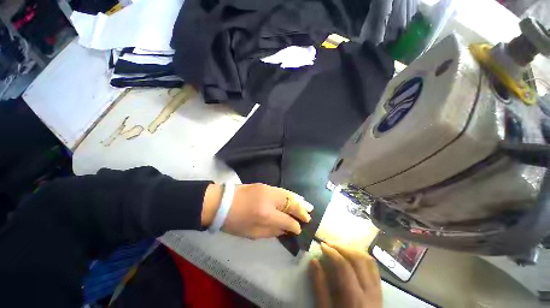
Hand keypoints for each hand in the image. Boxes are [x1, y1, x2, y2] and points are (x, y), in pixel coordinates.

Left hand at [202, 183, 313, 238]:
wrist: (222, 202)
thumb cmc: (235, 222)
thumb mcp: (252, 233)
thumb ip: (272, 231)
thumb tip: (286, 230)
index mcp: (266, 215)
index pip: (287, 221)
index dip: (295, 226)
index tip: (299, 229)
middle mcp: (270, 200)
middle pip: (291, 205)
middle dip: (301, 212)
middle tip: (309, 217)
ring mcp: (268, 190)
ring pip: (289, 195)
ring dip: (299, 201)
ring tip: (308, 206)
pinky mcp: (265, 185)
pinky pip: (282, 190)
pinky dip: (291, 195)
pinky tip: (296, 197)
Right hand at [310, 242, 381, 307]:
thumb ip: (320, 286)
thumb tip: (313, 261)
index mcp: (355, 299)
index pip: (344, 266)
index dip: (332, 252)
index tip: (321, 245)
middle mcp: (371, 292)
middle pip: (359, 259)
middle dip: (342, 247)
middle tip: (329, 244)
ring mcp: (378, 291)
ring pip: (369, 261)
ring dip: (353, 249)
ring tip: (339, 247)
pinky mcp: (380, 291)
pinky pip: (374, 268)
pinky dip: (362, 257)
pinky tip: (352, 256)